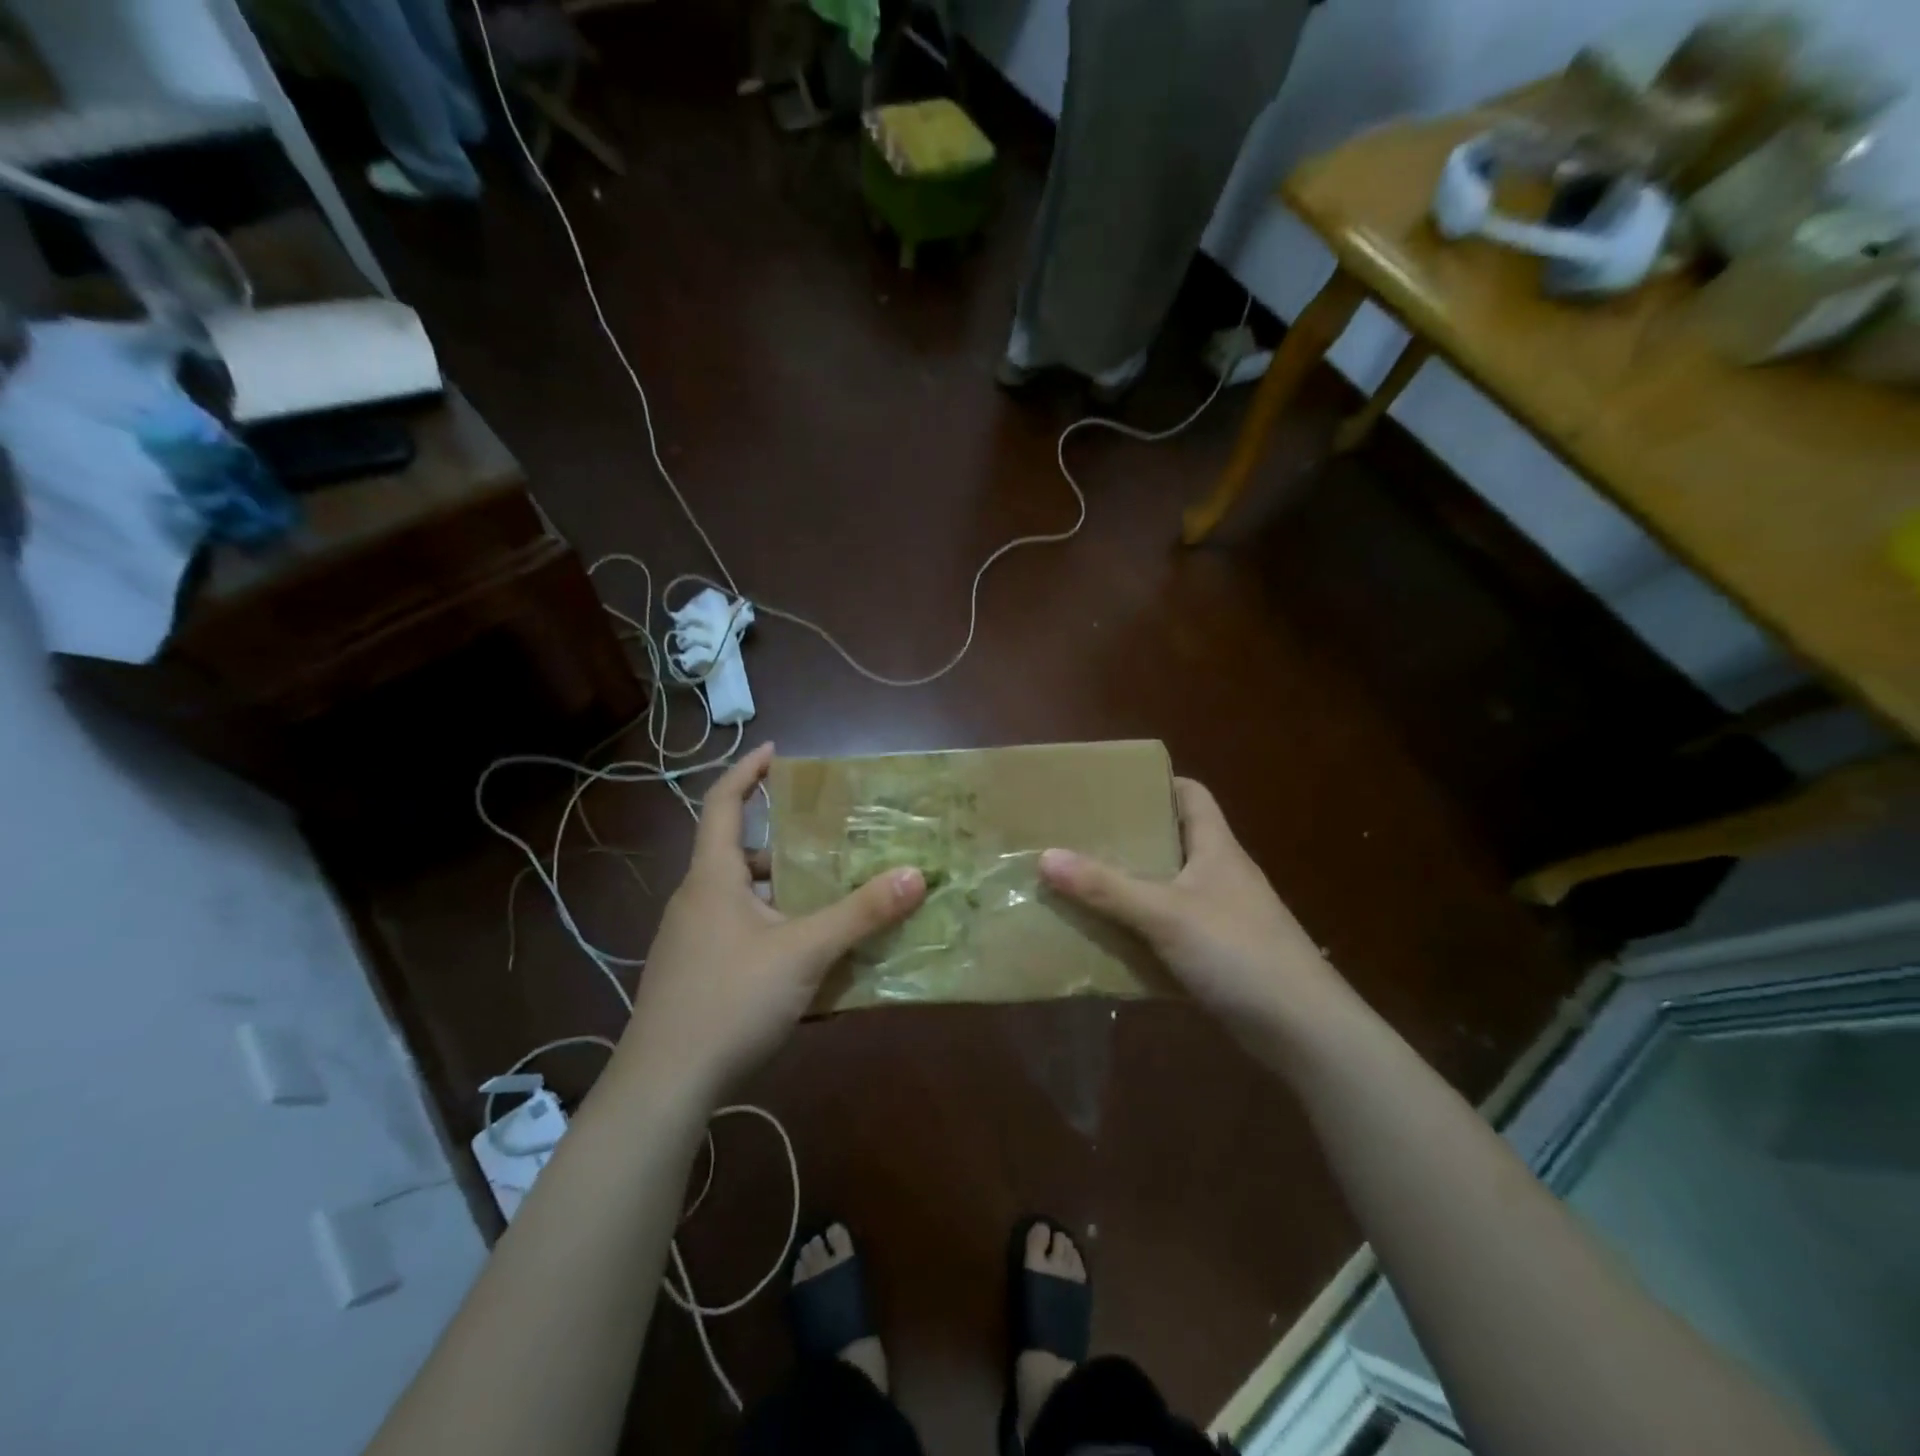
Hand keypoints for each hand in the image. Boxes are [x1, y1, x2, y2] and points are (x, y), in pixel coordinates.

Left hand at [615, 743, 925, 1099]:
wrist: (663, 1086)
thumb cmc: (729, 1001)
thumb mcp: (804, 953)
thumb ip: (860, 914)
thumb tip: (915, 874)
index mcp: (712, 877)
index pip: (722, 803)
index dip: (747, 772)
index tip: (777, 752)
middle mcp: (697, 900)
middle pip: (740, 854)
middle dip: (786, 845)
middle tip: (831, 840)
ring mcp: (692, 940)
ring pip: (744, 898)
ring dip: (785, 892)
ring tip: (832, 896)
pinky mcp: (696, 974)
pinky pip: (742, 933)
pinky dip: (775, 929)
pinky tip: (809, 957)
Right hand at [1039, 778, 1346, 1045]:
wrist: (1302, 1029)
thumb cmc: (1238, 951)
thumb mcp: (1164, 914)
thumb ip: (1105, 887)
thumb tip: (1046, 856)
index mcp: (1216, 848)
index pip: (1192, 795)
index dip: (1157, 783)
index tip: (1111, 787)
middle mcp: (1220, 875)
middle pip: (1173, 841)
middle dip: (1130, 838)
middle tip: (1080, 836)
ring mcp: (1222, 917)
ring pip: (1169, 889)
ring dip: (1132, 888)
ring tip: (1082, 883)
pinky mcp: (1219, 955)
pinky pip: (1171, 932)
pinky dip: (1143, 932)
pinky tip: (1109, 939)